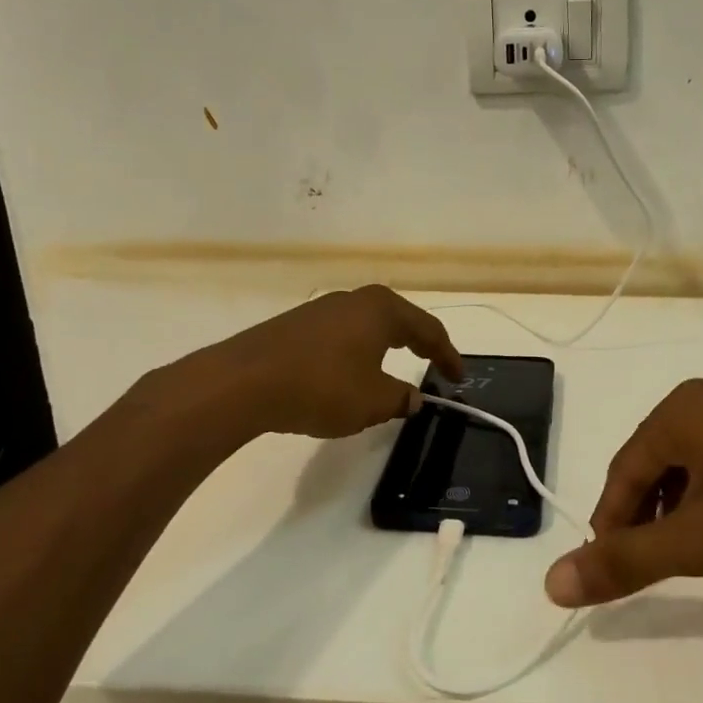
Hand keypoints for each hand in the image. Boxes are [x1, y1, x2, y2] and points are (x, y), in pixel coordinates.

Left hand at [190, 286, 462, 439]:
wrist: (244, 382)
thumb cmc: (322, 387)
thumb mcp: (373, 401)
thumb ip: (400, 398)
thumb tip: (413, 398)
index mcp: (382, 310)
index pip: (428, 329)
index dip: (447, 355)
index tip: (459, 378)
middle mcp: (354, 300)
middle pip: (398, 320)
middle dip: (418, 343)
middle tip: (434, 364)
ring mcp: (321, 310)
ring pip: (367, 326)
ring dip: (385, 347)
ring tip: (394, 370)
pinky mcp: (295, 326)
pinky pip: (341, 336)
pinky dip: (357, 352)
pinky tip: (350, 374)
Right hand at [544, 380, 702, 607]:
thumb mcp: (699, 540)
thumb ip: (625, 562)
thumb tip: (551, 583)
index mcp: (678, 413)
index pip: (621, 475)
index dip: (611, 528)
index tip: (614, 574)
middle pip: (661, 473)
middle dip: (656, 527)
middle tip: (660, 573)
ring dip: (696, 525)